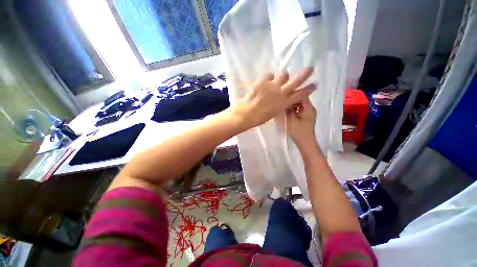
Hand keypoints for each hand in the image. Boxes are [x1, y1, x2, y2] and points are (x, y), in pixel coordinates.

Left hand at [233, 67, 315, 128]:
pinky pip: (269, 75)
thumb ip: (280, 104)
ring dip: (282, 76)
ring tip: (278, 80)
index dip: (308, 89)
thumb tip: (282, 98)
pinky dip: (269, 78)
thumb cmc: (260, 117)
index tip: (314, 84)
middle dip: (304, 74)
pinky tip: (265, 81)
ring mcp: (273, 85)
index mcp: (284, 103)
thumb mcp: (274, 113)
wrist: (247, 113)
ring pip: (283, 74)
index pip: (300, 95)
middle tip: (310, 68)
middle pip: (296, 81)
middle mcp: (281, 93)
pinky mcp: (263, 81)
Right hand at [286, 97, 316, 148]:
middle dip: (291, 100)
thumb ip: (288, 109)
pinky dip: (293, 110)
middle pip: (301, 99)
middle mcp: (310, 109)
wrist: (305, 142)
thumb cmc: (298, 131)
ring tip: (283, 106)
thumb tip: (285, 100)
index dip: (293, 93)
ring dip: (292, 105)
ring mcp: (308, 113)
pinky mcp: (305, 117)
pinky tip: (287, 112)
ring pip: (299, 105)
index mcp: (309, 108)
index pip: (302, 95)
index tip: (284, 94)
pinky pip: (299, 110)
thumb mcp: (291, 119)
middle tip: (282, 101)